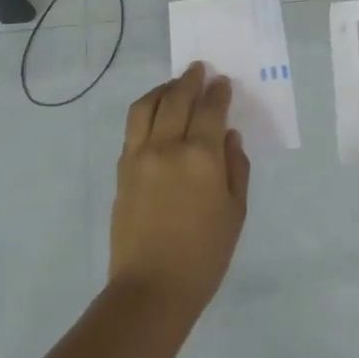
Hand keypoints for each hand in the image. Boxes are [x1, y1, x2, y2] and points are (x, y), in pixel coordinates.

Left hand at [110, 62, 250, 314]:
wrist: (152, 287)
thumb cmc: (204, 254)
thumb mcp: (235, 212)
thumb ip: (236, 168)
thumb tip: (229, 137)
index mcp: (202, 157)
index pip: (211, 110)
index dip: (218, 92)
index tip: (223, 80)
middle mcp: (168, 146)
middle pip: (177, 99)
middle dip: (190, 80)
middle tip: (199, 69)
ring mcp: (139, 155)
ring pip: (147, 106)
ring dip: (163, 89)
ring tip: (174, 85)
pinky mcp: (122, 169)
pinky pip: (133, 127)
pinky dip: (146, 110)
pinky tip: (155, 112)